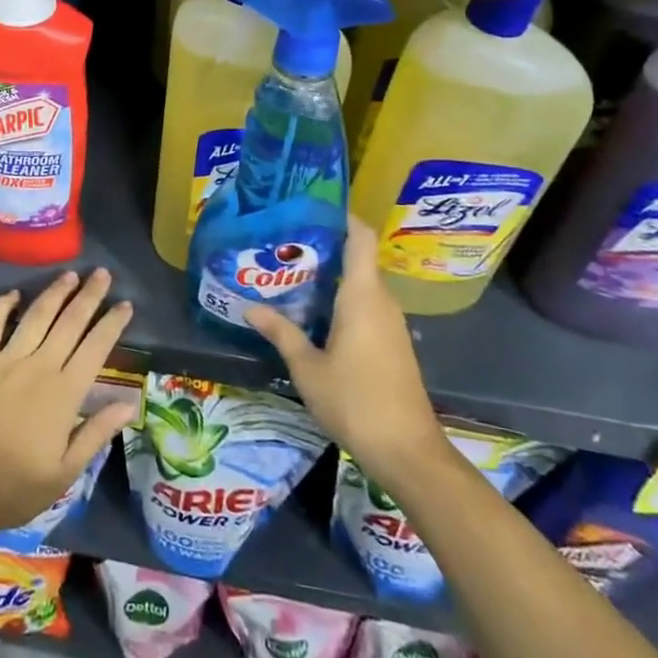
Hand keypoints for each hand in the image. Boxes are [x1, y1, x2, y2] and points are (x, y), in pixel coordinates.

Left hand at [0, 269, 135, 535]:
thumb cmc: (16, 487)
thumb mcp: (65, 472)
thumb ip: (96, 433)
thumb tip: (130, 404)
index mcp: (63, 393)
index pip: (95, 348)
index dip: (112, 323)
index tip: (125, 304)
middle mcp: (38, 366)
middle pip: (69, 322)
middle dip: (89, 296)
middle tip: (102, 273)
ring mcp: (4, 360)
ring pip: (36, 316)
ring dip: (55, 293)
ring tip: (70, 274)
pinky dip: (3, 305)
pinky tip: (14, 294)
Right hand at [244, 219, 444, 471]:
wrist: (408, 452)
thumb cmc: (355, 401)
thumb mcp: (307, 368)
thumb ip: (281, 333)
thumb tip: (249, 308)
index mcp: (362, 295)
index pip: (360, 237)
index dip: (341, 215)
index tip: (311, 205)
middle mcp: (381, 301)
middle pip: (357, 258)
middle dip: (323, 246)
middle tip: (282, 243)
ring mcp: (390, 323)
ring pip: (360, 284)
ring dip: (331, 276)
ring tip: (290, 274)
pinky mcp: (392, 343)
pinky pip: (366, 305)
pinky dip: (341, 299)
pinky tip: (313, 312)